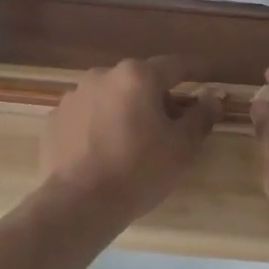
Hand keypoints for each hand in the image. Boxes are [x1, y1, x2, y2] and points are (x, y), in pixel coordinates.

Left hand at [37, 58, 219, 228]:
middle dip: (157, 97)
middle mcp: (103, 75)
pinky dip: (99, 124)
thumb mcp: (182, 147)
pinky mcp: (55, 118)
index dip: (195, 71)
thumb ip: (201, 116)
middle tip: (171, 125)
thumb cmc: (139, 170)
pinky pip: (87, 114)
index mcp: (137, 76)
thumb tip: (212, 97)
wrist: (79, 203)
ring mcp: (74, 95)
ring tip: (133, 141)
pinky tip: (104, 150)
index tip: (208, 76)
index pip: (175, 66)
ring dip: (126, 109)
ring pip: (111, 96)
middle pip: (140, 80)